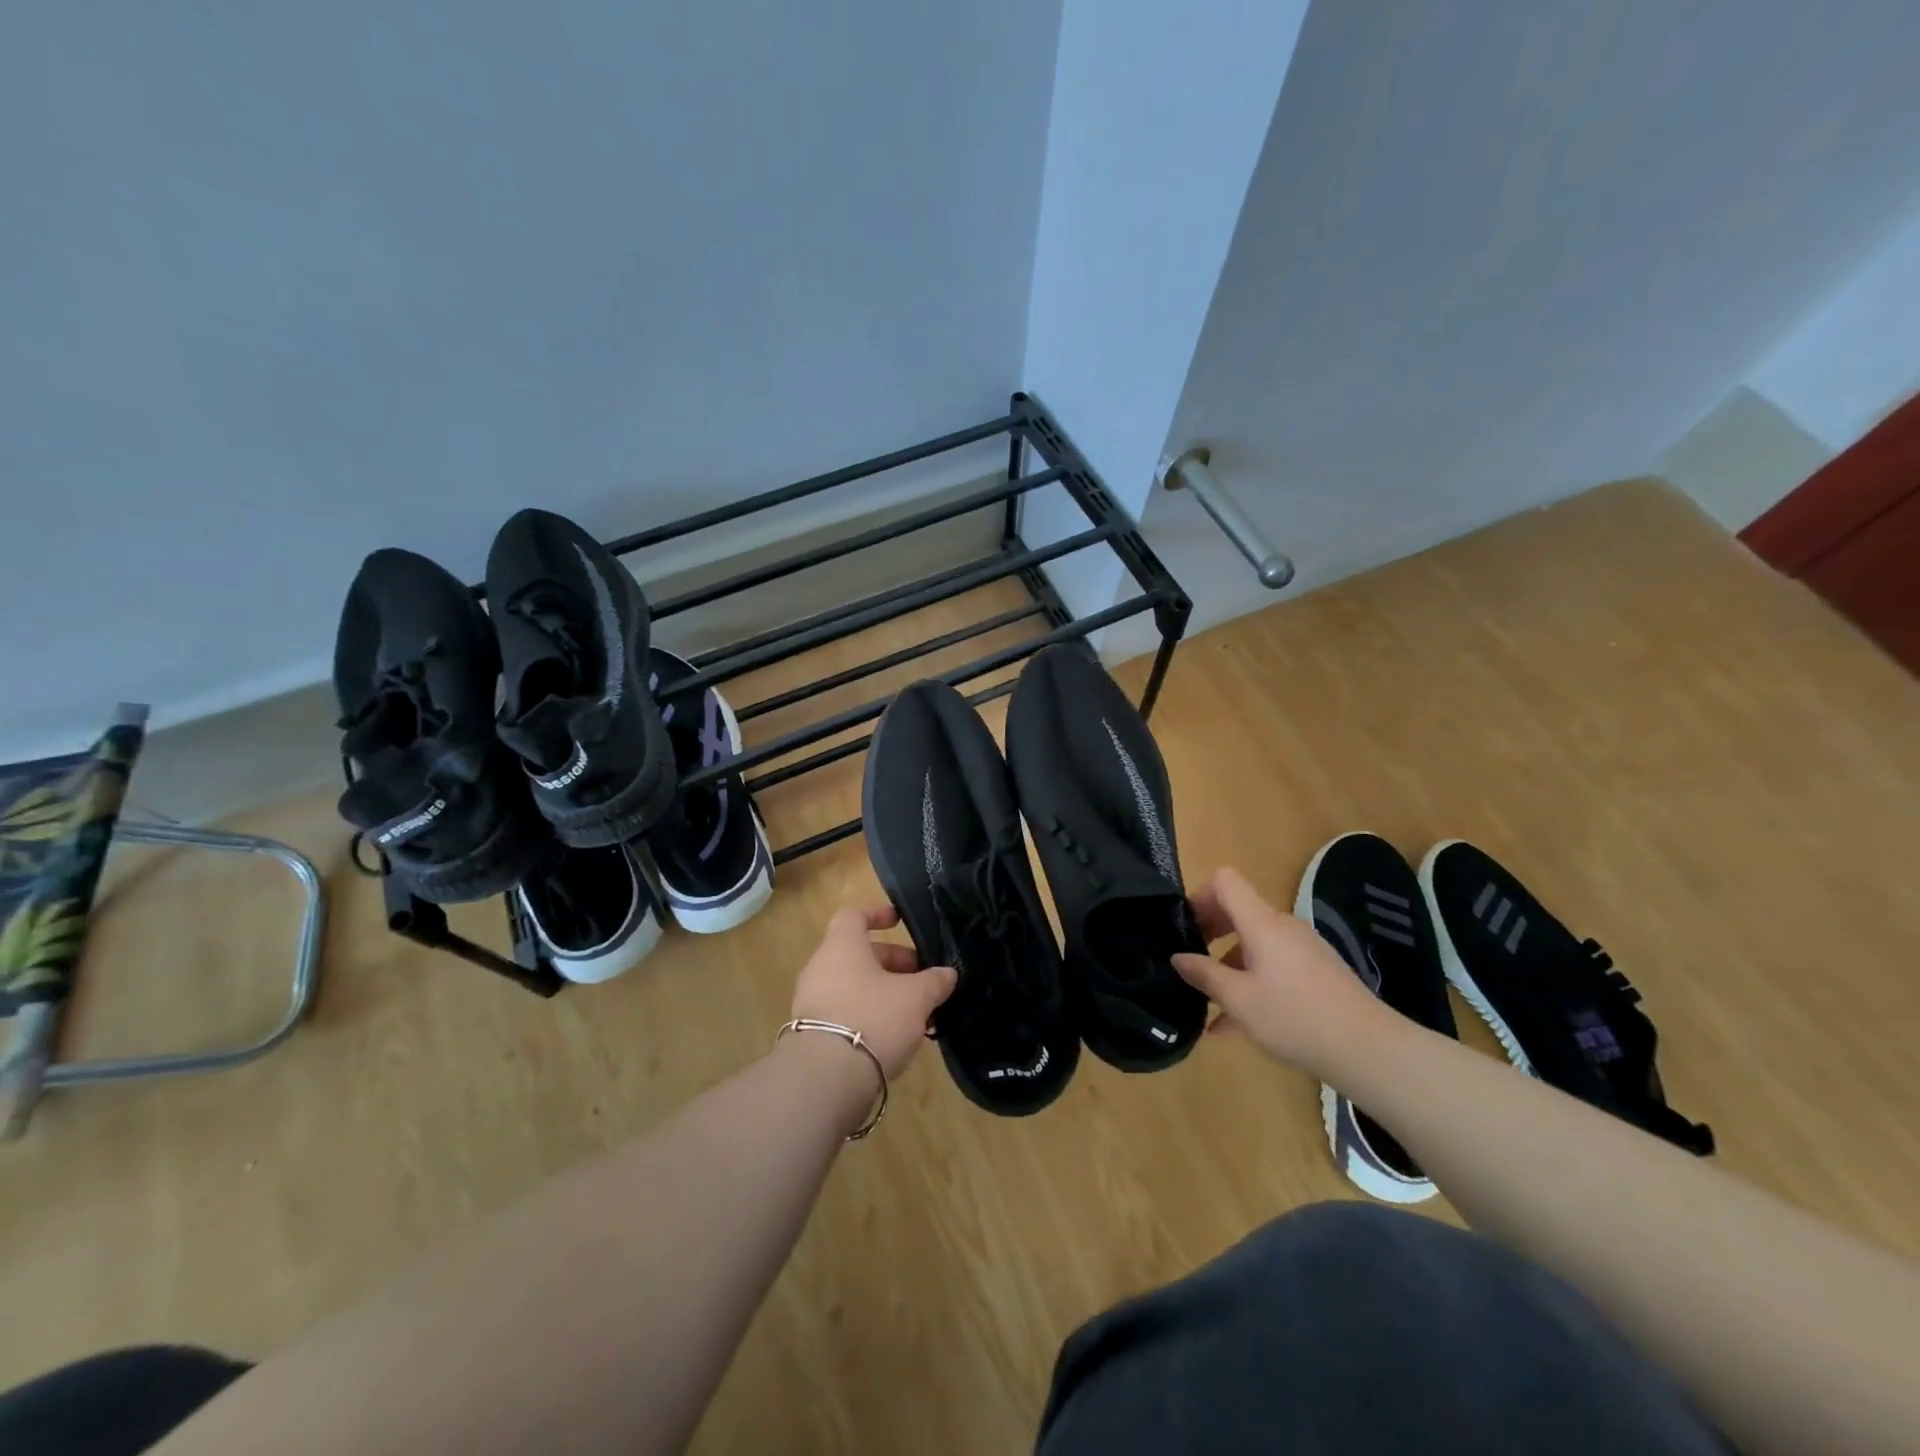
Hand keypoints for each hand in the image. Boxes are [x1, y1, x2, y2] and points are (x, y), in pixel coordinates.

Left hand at [791, 905, 957, 1079]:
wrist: (826, 1079)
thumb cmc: (873, 1018)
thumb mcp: (915, 998)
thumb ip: (934, 982)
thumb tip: (947, 974)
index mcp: (842, 946)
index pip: (854, 915)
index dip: (877, 914)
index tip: (899, 921)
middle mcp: (821, 967)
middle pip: (860, 954)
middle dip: (894, 963)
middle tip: (924, 980)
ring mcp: (813, 1002)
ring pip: (855, 985)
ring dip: (886, 993)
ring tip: (917, 1012)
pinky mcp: (812, 1034)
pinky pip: (846, 1012)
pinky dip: (871, 1015)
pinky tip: (896, 1037)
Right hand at [1173, 866, 1390, 1078]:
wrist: (1369, 1050)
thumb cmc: (1295, 1018)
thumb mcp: (1239, 1000)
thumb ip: (1205, 975)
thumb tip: (1178, 957)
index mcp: (1262, 923)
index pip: (1225, 881)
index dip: (1199, 894)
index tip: (1183, 926)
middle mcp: (1283, 927)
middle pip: (1239, 911)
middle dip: (1209, 931)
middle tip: (1188, 960)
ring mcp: (1304, 950)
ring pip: (1255, 945)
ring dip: (1229, 964)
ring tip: (1207, 1002)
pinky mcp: (1317, 973)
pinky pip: (1274, 966)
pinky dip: (1252, 983)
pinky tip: (1235, 1024)